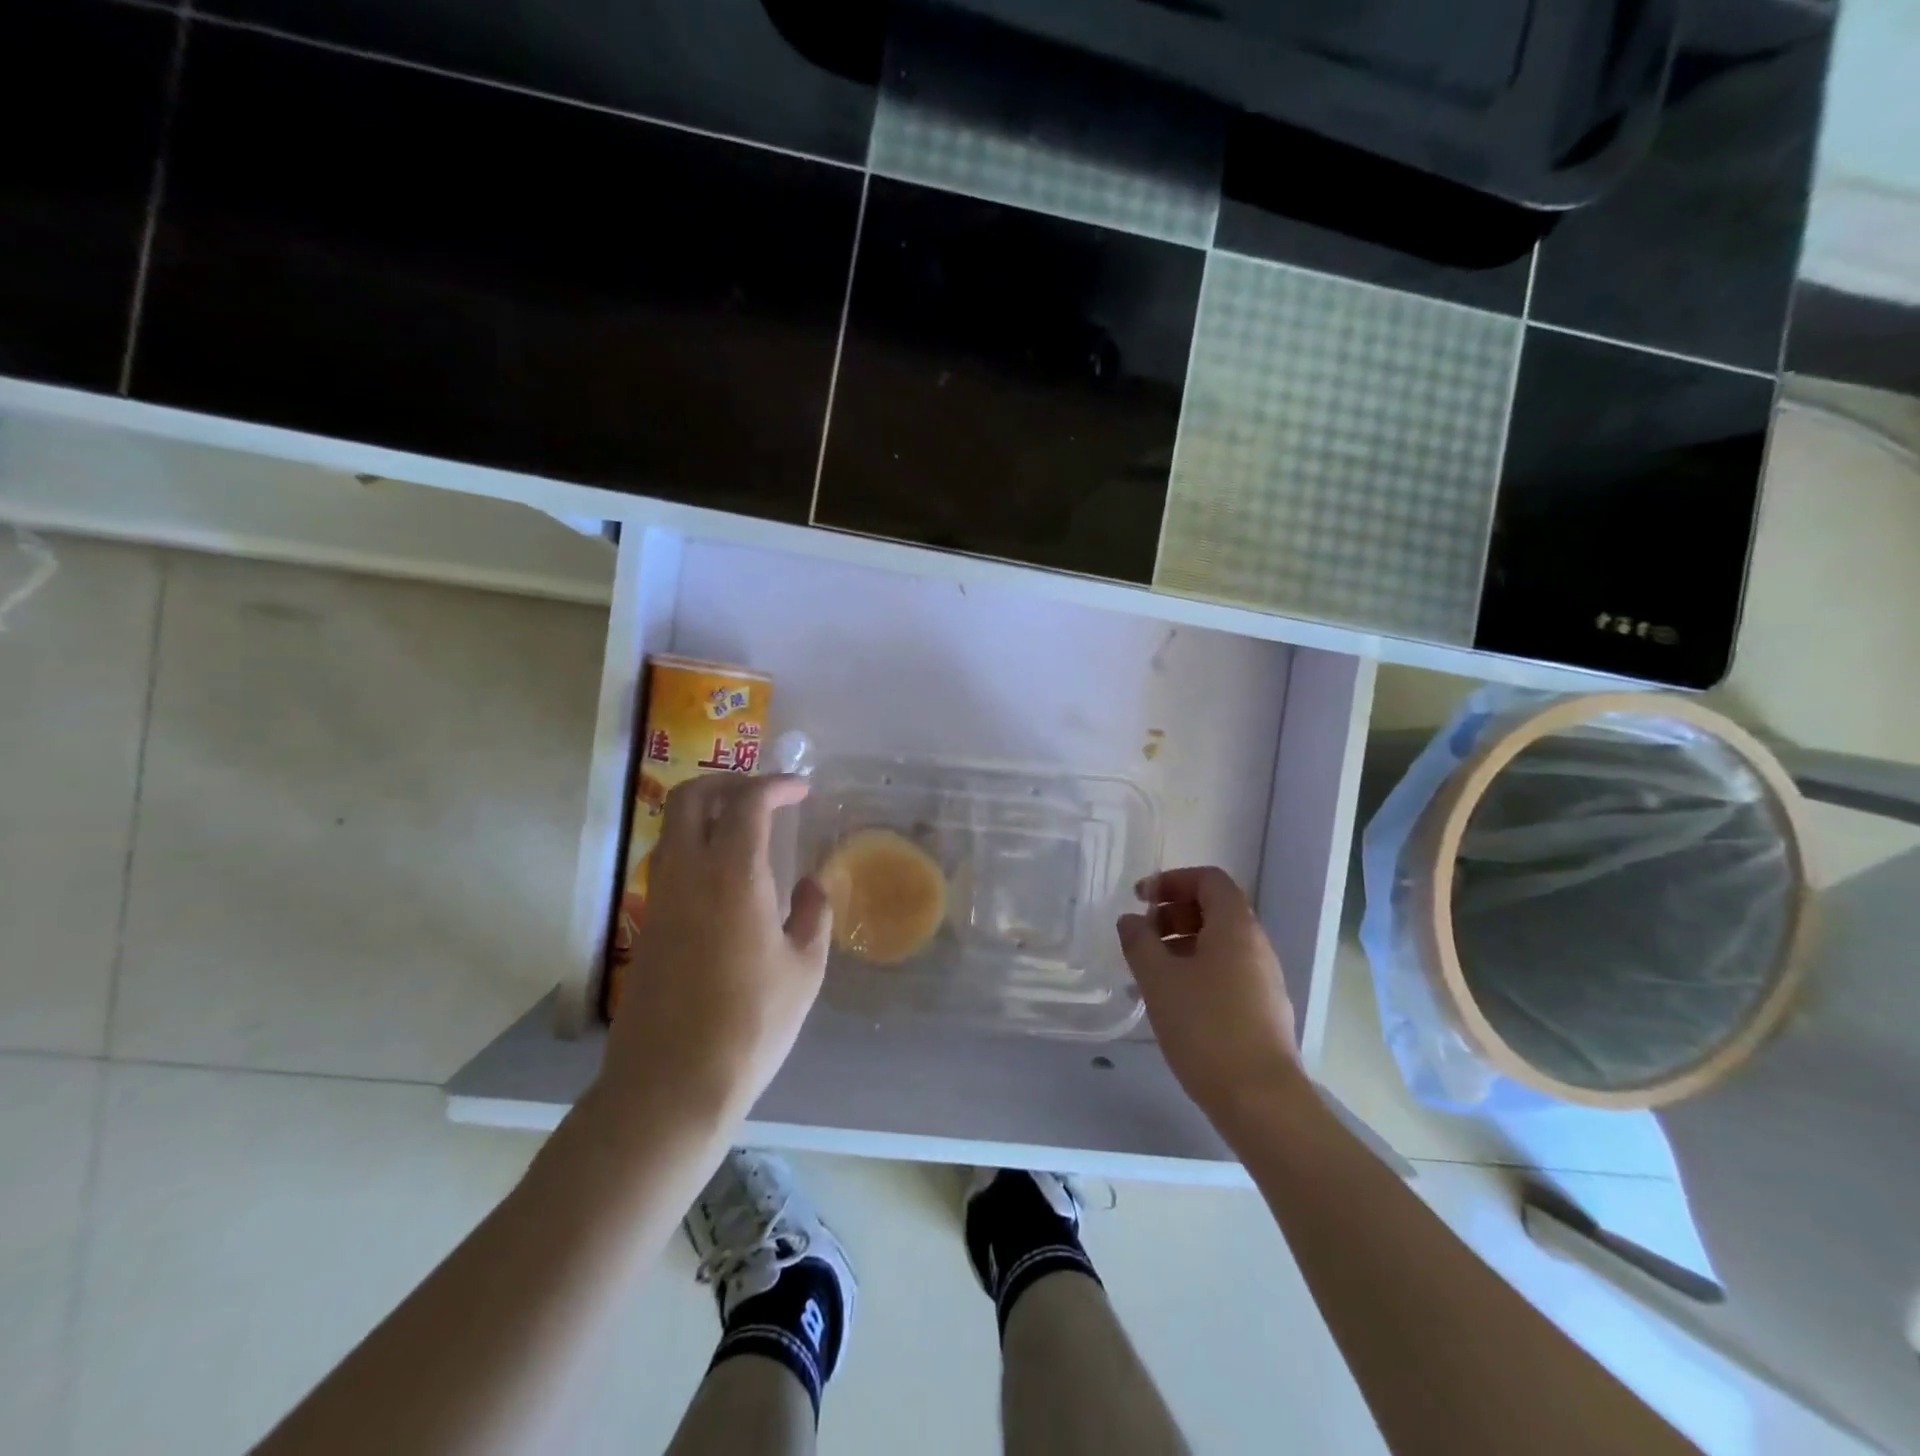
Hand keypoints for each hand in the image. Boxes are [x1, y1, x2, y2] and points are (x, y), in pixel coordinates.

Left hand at [598, 774, 830, 1132]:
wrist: (671, 1084)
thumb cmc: (751, 1023)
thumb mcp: (805, 968)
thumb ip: (814, 914)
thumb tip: (810, 883)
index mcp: (733, 874)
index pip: (747, 801)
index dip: (776, 784)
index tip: (801, 789)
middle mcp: (688, 873)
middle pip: (691, 796)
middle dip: (729, 781)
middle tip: (765, 795)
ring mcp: (660, 898)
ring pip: (672, 827)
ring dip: (707, 812)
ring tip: (747, 829)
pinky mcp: (648, 925)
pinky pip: (668, 862)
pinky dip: (696, 846)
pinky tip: (727, 877)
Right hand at [1118, 866, 1307, 1136]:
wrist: (1260, 1100)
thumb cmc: (1206, 1027)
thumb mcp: (1159, 979)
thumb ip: (1139, 942)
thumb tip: (1131, 920)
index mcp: (1236, 927)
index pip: (1209, 879)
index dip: (1173, 881)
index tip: (1141, 899)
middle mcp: (1256, 945)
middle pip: (1215, 909)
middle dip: (1173, 913)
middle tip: (1142, 936)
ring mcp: (1264, 980)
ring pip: (1219, 944)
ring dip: (1181, 945)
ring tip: (1148, 972)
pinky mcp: (1262, 1010)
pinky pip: (1225, 973)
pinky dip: (1196, 972)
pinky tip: (1171, 1003)